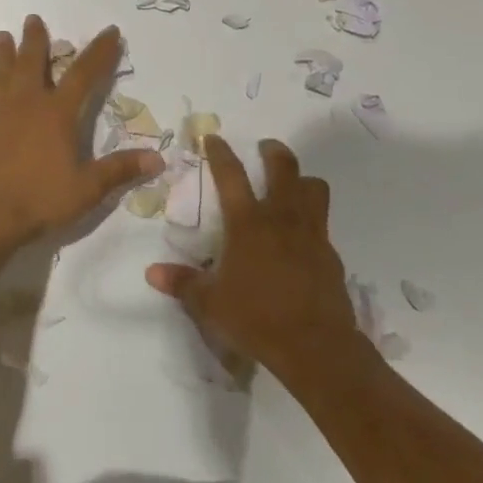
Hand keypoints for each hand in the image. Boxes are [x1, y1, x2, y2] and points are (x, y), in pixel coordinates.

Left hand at [0, 17, 163, 254]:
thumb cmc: (38, 201)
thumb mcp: (87, 189)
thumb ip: (120, 170)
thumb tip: (158, 158)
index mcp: (56, 115)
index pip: (84, 75)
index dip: (100, 52)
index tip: (111, 31)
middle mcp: (24, 105)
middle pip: (31, 64)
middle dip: (35, 41)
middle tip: (33, 19)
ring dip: (1, 56)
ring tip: (1, 36)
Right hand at [145, 136, 358, 380]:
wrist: (314, 345)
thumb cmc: (256, 318)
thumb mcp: (210, 304)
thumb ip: (183, 283)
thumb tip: (152, 273)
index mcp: (248, 223)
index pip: (231, 175)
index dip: (220, 153)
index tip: (214, 137)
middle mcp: (282, 218)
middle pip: (284, 168)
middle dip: (274, 151)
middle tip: (266, 147)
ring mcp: (312, 233)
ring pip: (314, 188)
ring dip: (302, 179)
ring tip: (292, 184)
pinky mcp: (330, 254)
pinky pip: (323, 223)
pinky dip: (312, 219)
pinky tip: (302, 237)